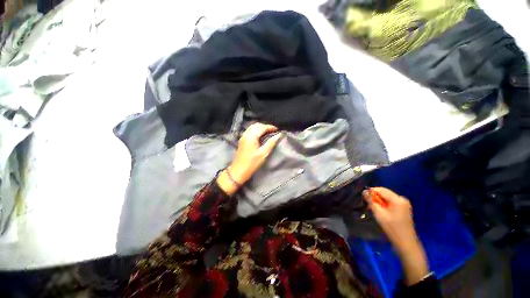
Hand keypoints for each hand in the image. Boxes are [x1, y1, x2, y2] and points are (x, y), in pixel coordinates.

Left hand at [217, 123, 281, 195]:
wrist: (239, 171)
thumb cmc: (252, 163)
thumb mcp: (263, 154)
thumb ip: (271, 143)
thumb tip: (279, 135)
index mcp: (251, 136)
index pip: (262, 127)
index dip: (271, 127)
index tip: (278, 130)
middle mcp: (246, 134)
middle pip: (256, 125)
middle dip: (266, 126)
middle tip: (273, 131)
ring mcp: (243, 136)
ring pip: (252, 127)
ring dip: (261, 128)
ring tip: (268, 133)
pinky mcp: (242, 140)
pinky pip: (250, 131)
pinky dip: (256, 130)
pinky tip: (261, 136)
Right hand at [363, 187, 416, 252]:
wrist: (406, 243)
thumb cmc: (392, 228)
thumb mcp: (379, 214)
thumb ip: (371, 201)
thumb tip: (364, 191)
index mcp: (397, 199)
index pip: (380, 189)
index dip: (371, 192)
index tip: (365, 199)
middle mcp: (402, 198)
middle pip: (384, 192)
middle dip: (375, 197)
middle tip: (369, 205)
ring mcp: (404, 203)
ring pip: (387, 197)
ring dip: (379, 201)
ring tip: (375, 209)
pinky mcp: (403, 207)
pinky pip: (391, 201)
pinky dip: (384, 204)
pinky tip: (382, 212)